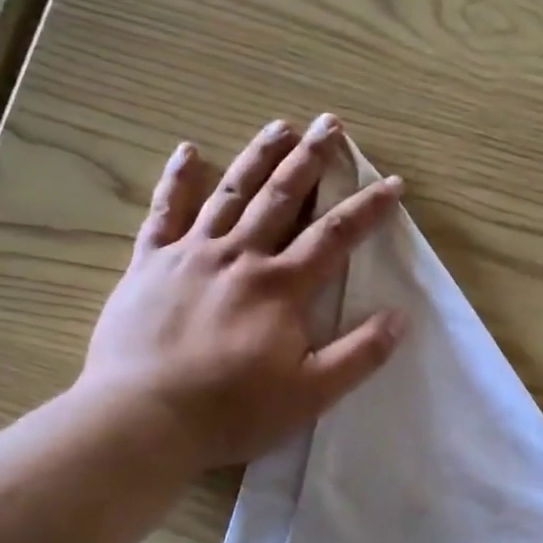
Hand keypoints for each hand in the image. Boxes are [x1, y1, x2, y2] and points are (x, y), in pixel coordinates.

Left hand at [78, 115, 407, 471]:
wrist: (143, 418)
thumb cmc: (232, 411)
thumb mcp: (310, 394)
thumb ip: (358, 355)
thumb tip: (400, 317)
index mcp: (280, 286)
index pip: (334, 235)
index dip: (367, 208)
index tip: (392, 183)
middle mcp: (239, 256)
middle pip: (282, 197)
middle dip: (311, 160)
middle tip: (331, 125)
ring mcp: (190, 254)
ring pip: (230, 192)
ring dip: (258, 157)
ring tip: (280, 125)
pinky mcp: (149, 264)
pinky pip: (164, 212)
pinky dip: (177, 180)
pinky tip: (188, 151)